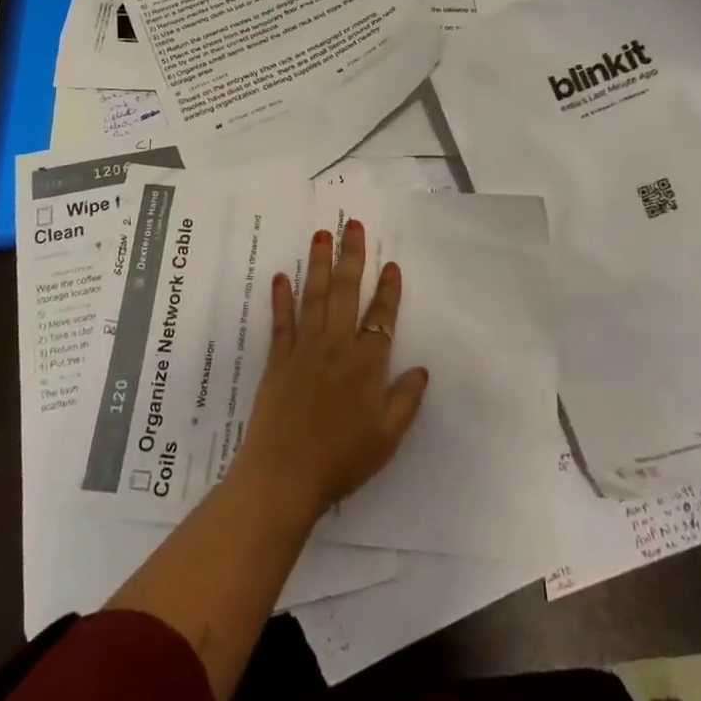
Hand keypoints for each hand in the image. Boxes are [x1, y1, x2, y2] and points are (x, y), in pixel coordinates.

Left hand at [228, 220, 428, 524]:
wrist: (284, 475)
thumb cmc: (341, 460)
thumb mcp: (386, 438)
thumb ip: (405, 401)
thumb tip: (421, 369)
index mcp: (366, 365)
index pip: (381, 317)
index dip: (388, 290)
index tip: (391, 264)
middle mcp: (336, 346)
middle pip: (345, 292)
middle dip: (351, 256)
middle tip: (352, 225)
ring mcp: (304, 349)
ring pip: (313, 296)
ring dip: (318, 263)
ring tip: (321, 234)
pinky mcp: (278, 358)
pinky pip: (281, 321)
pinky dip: (281, 298)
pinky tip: (280, 276)